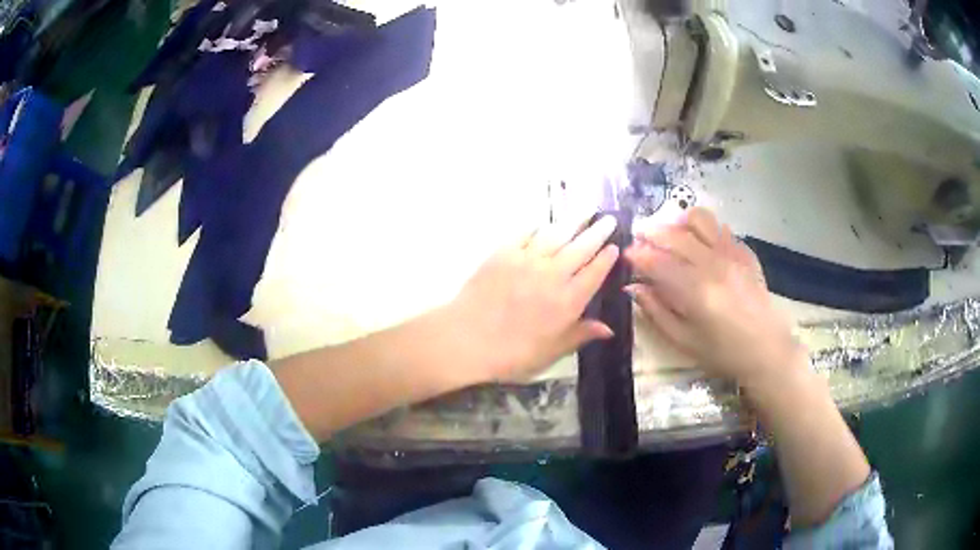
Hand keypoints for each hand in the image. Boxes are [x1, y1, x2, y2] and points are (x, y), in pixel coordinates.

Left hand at [446, 215, 619, 382]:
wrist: (468, 339)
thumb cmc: (512, 353)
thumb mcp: (551, 352)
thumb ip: (580, 335)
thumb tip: (609, 329)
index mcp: (568, 301)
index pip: (595, 273)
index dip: (606, 259)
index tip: (615, 246)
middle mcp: (553, 275)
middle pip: (581, 248)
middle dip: (598, 232)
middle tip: (608, 219)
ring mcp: (528, 260)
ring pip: (557, 235)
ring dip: (574, 221)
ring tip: (587, 209)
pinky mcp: (504, 253)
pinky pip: (526, 233)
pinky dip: (538, 227)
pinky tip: (545, 223)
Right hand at [624, 208, 804, 390]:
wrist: (767, 351)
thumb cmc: (723, 353)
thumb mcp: (683, 340)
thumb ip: (656, 311)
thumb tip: (633, 288)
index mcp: (695, 291)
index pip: (657, 262)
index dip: (637, 255)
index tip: (626, 255)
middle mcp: (713, 264)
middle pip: (675, 235)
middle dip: (652, 233)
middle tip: (641, 240)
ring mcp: (732, 254)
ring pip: (700, 220)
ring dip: (679, 223)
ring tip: (671, 235)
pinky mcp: (745, 253)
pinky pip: (721, 229)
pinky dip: (704, 231)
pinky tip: (699, 245)